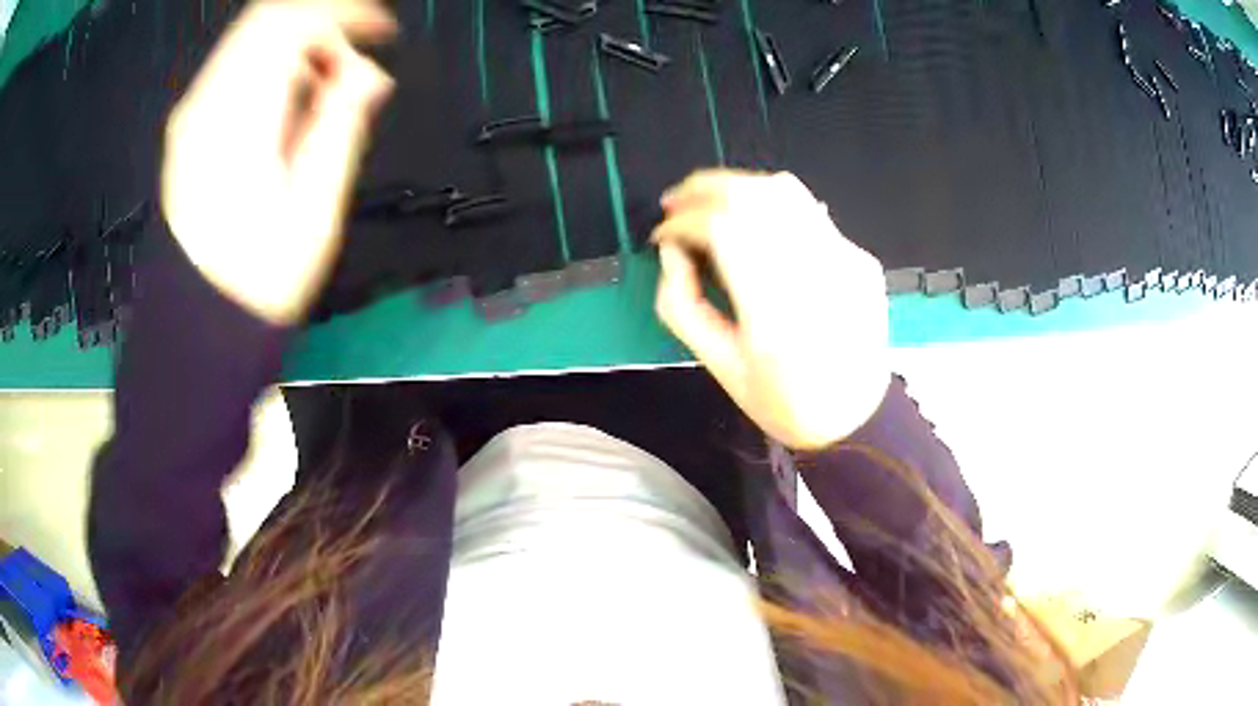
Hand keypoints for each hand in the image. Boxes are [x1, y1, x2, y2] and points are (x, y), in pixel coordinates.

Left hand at [161, 0, 395, 323]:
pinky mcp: (187, 130)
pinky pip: (233, 67)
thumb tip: (368, 74)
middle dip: (321, 24)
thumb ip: (340, 124)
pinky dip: (271, 66)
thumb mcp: (314, 206)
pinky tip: (289, 103)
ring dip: (297, 46)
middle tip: (353, 61)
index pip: (291, 20)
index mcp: (238, 119)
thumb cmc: (257, 280)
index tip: (380, 29)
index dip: (345, 12)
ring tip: (325, 89)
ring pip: (249, 38)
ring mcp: (190, 117)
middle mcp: (205, 105)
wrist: (200, 326)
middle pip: (266, 18)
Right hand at [652, 170, 890, 449]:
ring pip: (786, 190)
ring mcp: (845, 259)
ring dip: (738, 187)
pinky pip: (810, 213)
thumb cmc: (783, 403)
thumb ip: (682, 304)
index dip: (683, 221)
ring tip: (710, 205)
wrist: (856, 419)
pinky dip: (773, 208)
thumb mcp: (719, 366)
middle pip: (754, 194)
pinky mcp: (859, 258)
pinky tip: (758, 228)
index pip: (723, 226)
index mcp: (776, 309)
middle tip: (676, 204)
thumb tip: (672, 251)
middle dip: (704, 189)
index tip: (662, 235)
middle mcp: (815, 271)